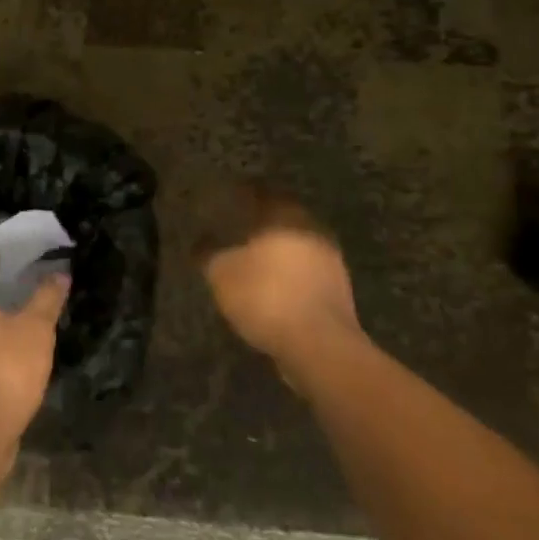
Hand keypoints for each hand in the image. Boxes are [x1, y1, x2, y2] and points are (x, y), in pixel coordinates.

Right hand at [199, 184, 360, 376]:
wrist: (319, 345)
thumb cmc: (266, 296)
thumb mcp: (222, 274)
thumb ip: (208, 253)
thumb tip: (199, 241)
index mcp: (285, 215)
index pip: (260, 194)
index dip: (241, 197)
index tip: (225, 203)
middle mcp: (312, 229)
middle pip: (282, 220)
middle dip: (261, 226)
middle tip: (237, 233)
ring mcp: (331, 261)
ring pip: (297, 248)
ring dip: (278, 254)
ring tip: (253, 265)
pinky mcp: (339, 292)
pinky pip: (307, 275)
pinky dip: (290, 278)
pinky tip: (273, 291)